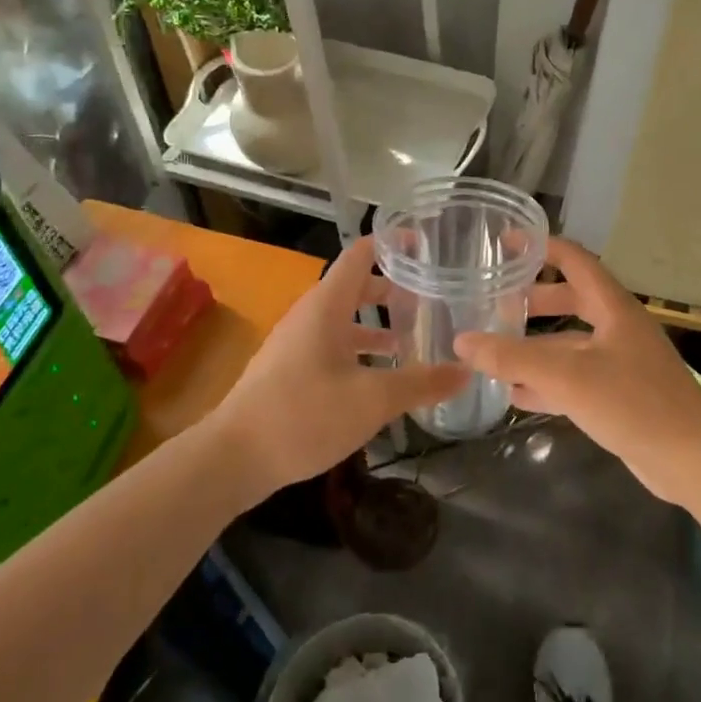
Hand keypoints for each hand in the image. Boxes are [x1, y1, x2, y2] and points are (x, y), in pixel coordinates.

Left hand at [204, 236, 467, 500]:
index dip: (392, 244)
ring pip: (344, 320)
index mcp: (327, 305)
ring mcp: (296, 343)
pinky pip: (332, 345)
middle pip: (355, 287)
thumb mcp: (373, 400)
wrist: (233, 457)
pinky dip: (359, 350)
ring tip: (412, 340)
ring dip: (377, 325)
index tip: (426, 244)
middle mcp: (310, 315)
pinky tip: (378, 378)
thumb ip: (421, 383)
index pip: (361, 254)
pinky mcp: (289, 370)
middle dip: (393, 290)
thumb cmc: (304, 414)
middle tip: (430, 298)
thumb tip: (467, 371)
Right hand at [454, 238, 700, 503]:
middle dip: (534, 300)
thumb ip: (513, 358)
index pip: (575, 260)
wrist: (694, 461)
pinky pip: (576, 379)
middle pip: (571, 300)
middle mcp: (618, 328)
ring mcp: (621, 364)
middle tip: (495, 302)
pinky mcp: (621, 397)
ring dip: (536, 346)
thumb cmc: (635, 403)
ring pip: (571, 344)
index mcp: (613, 307)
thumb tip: (461, 340)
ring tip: (495, 350)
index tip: (506, 241)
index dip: (542, 246)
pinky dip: (547, 382)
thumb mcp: (568, 377)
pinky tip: (516, 395)